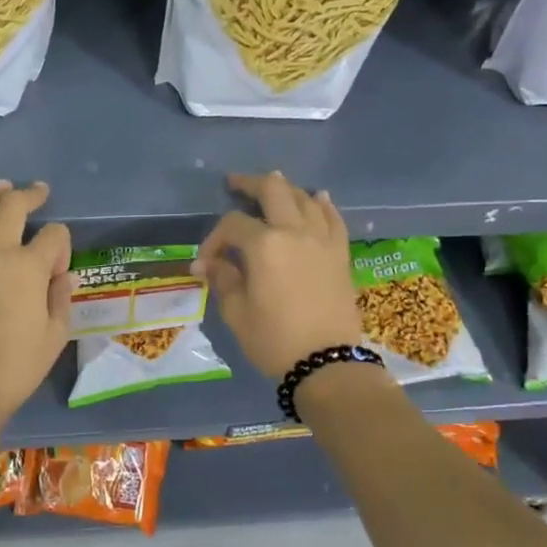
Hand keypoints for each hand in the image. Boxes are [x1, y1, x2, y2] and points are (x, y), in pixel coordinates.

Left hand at [0, 180, 72, 423]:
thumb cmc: (16, 366)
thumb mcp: (54, 336)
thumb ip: (60, 297)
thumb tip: (62, 273)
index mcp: (30, 268)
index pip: (53, 235)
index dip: (61, 243)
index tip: (59, 262)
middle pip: (12, 207)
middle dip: (29, 195)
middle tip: (39, 191)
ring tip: (3, 187)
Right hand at [194, 171, 363, 379]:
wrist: (327, 363)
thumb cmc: (274, 340)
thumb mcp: (237, 312)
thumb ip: (223, 279)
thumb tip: (208, 263)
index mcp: (265, 246)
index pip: (233, 225)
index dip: (214, 238)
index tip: (205, 262)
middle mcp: (295, 232)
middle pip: (273, 191)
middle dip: (250, 184)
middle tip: (235, 183)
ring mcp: (323, 240)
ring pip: (305, 198)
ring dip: (286, 189)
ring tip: (272, 187)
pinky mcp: (341, 254)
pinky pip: (334, 219)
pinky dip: (323, 204)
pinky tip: (318, 197)